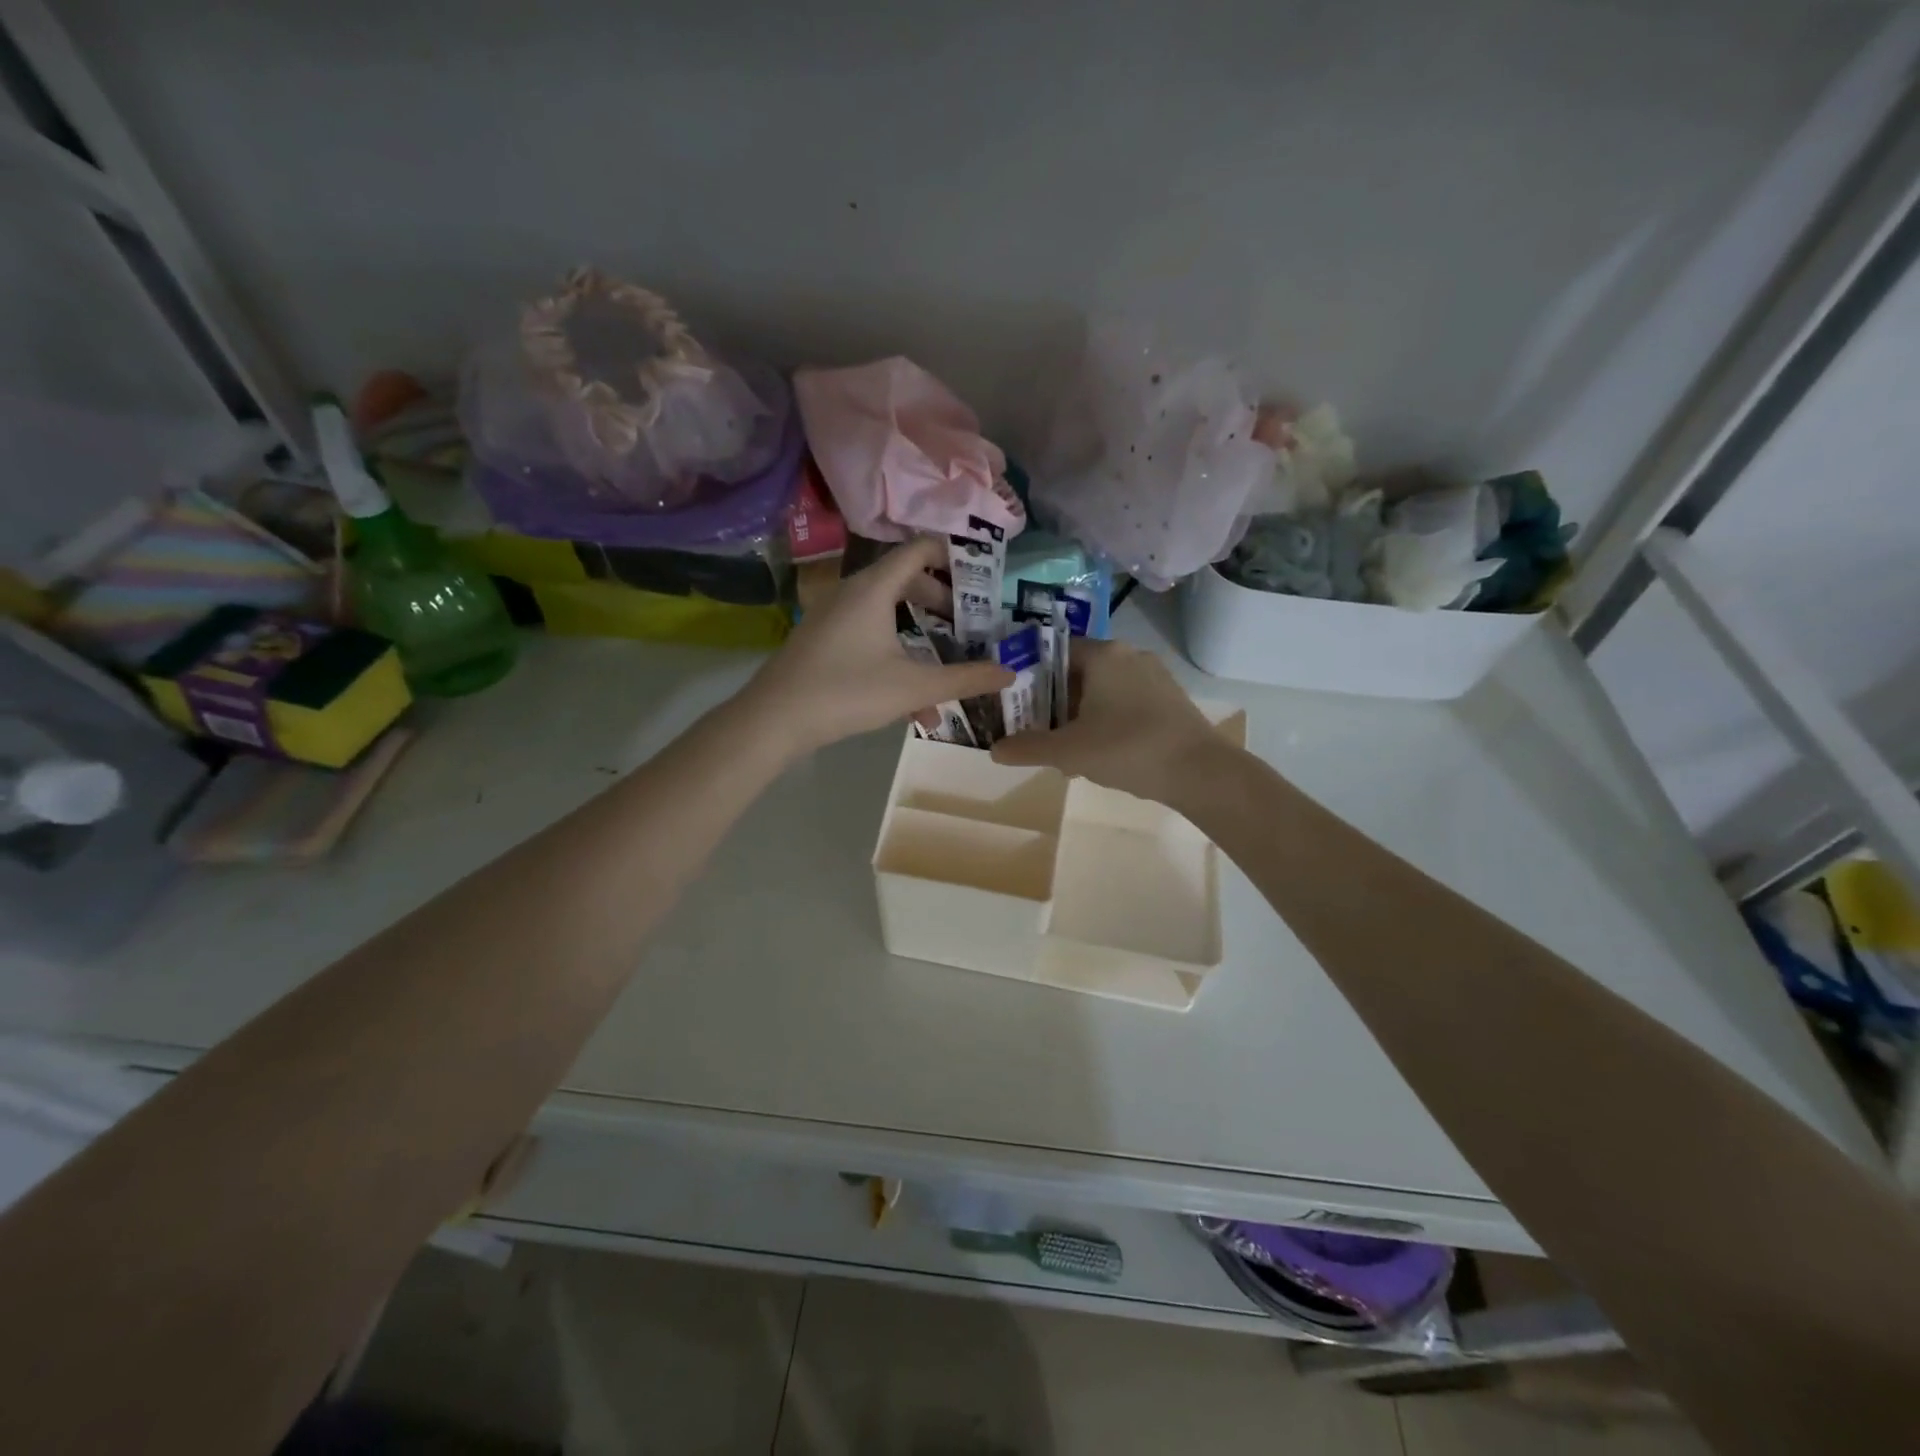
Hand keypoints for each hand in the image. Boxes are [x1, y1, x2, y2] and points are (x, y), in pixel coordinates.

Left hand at [744, 536, 1011, 754]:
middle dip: (942, 602)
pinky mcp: (824, 641)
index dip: (954, 557)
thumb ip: (964, 680)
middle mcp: (853, 592)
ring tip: (947, 666)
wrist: (774, 719)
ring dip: (921, 637)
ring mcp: (835, 616)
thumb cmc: (847, 692)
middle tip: (969, 625)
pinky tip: (915, 707)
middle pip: (906, 580)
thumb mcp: (913, 688)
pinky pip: (870, 636)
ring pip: (889, 614)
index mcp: (875, 588)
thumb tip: (1009, 673)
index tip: (981, 579)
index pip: (920, 549)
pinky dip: (896, 656)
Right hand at [991, 639, 1221, 803]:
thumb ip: (1029, 748)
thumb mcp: (1070, 751)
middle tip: (1036, 732)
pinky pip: (1124, 701)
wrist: (1201, 772)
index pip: (1053, 652)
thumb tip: (994, 750)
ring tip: (1066, 750)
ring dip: (1079, 716)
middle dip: (1053, 703)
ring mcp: (1153, 675)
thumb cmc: (1128, 749)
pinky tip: (1101, 753)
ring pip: (1101, 690)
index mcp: (1103, 654)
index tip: (1014, 704)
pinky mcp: (1169, 698)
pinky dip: (1105, 720)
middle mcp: (1128, 654)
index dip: (1028, 676)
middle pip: (1076, 672)